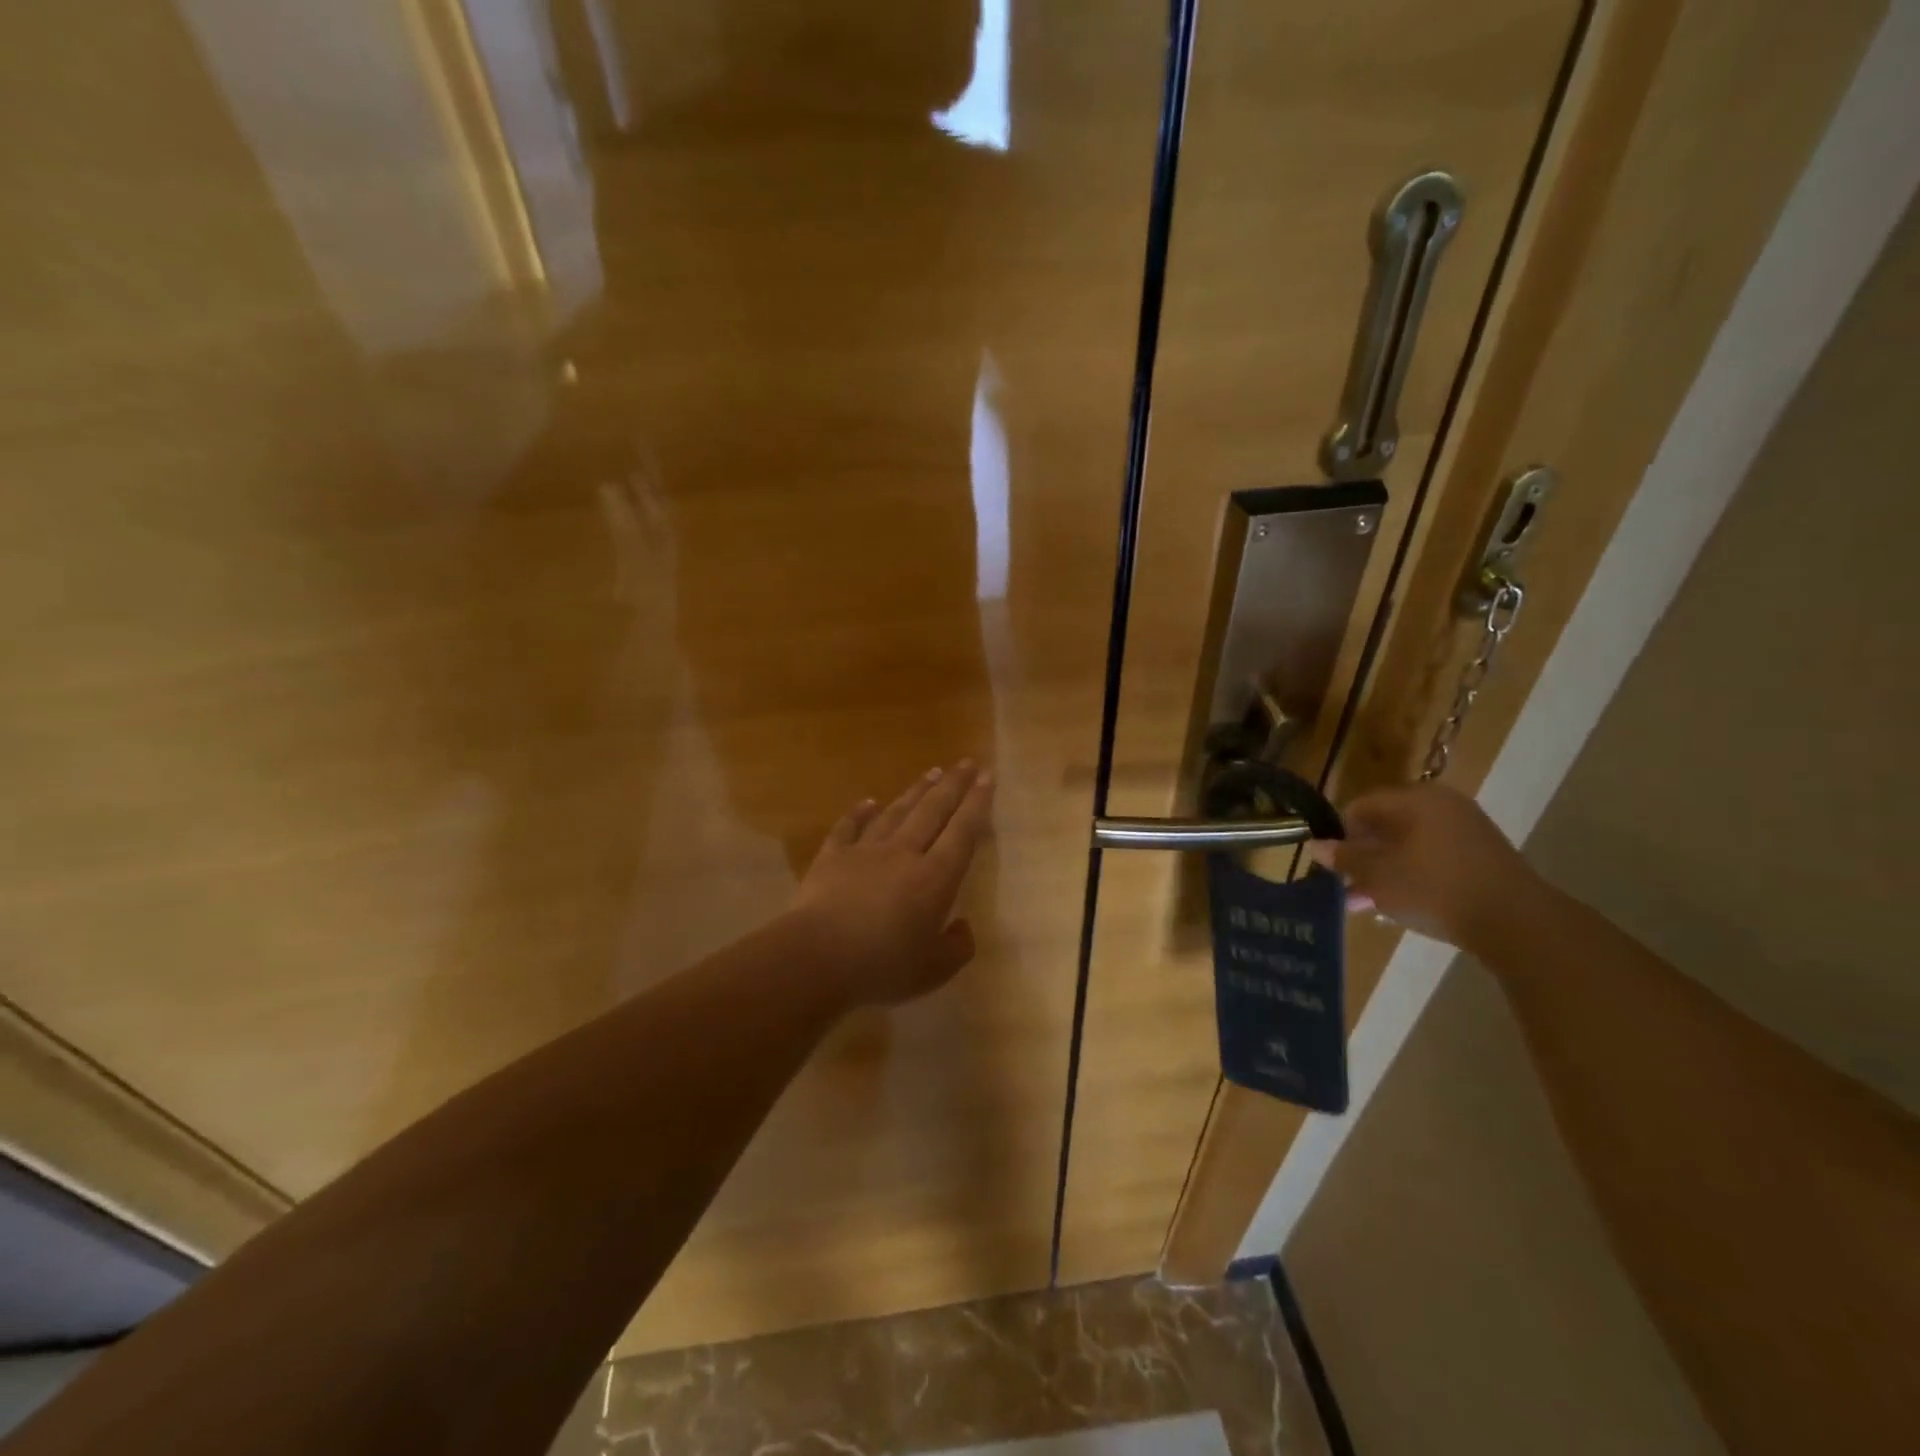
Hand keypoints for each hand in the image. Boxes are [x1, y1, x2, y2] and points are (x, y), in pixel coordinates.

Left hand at [790, 761, 994, 1006]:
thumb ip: (956, 947)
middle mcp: (904, 854)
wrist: (817, 957)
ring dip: (915, 791)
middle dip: (953, 785)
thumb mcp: (933, 971)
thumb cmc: (882, 966)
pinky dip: (859, 813)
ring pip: (896, 812)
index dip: (978, 804)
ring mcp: (866, 851)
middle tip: (967, 763)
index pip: (963, 832)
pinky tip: (868, 802)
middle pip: (933, 811)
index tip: (988, 777)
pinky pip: (849, 827)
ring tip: (932, 772)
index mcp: (935, 878)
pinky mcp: (832, 857)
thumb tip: (962, 927)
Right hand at [1306, 782, 1539, 950]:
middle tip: (1351, 887)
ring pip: (1409, 843)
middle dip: (1364, 856)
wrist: (1516, 921)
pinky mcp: (1482, 853)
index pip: (1360, 806)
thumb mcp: (1378, 875)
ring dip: (1386, 869)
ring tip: (1373, 902)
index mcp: (1413, 799)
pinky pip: (1434, 855)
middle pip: (1385, 824)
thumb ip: (1344, 858)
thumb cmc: (1434, 888)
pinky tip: (1405, 902)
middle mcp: (1440, 803)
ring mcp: (1466, 827)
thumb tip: (1315, 845)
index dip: (1340, 834)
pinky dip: (1414, 873)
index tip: (1335, 865)